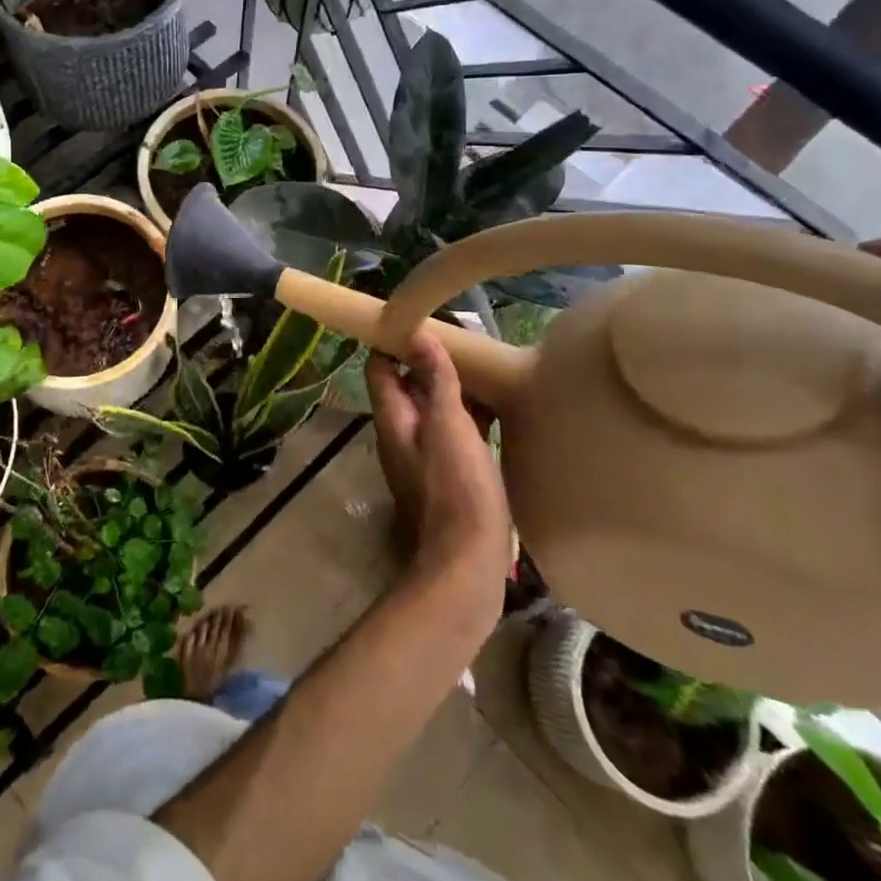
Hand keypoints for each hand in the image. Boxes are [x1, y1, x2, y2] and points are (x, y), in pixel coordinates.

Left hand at [367, 330, 511, 605]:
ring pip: (436, 407)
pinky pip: (456, 431)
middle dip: (431, 360)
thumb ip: (435, 380)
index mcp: (392, 418)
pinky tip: (500, 405)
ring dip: (454, 386)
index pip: (380, 366)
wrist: (469, 563)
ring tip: (487, 362)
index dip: (392, 340)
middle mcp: (403, 432)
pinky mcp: (452, 473)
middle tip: (465, 338)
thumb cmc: (457, 488)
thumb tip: (418, 335)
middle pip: (409, 384)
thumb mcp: (448, 425)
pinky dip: (470, 414)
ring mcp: (427, 454)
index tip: (420, 318)